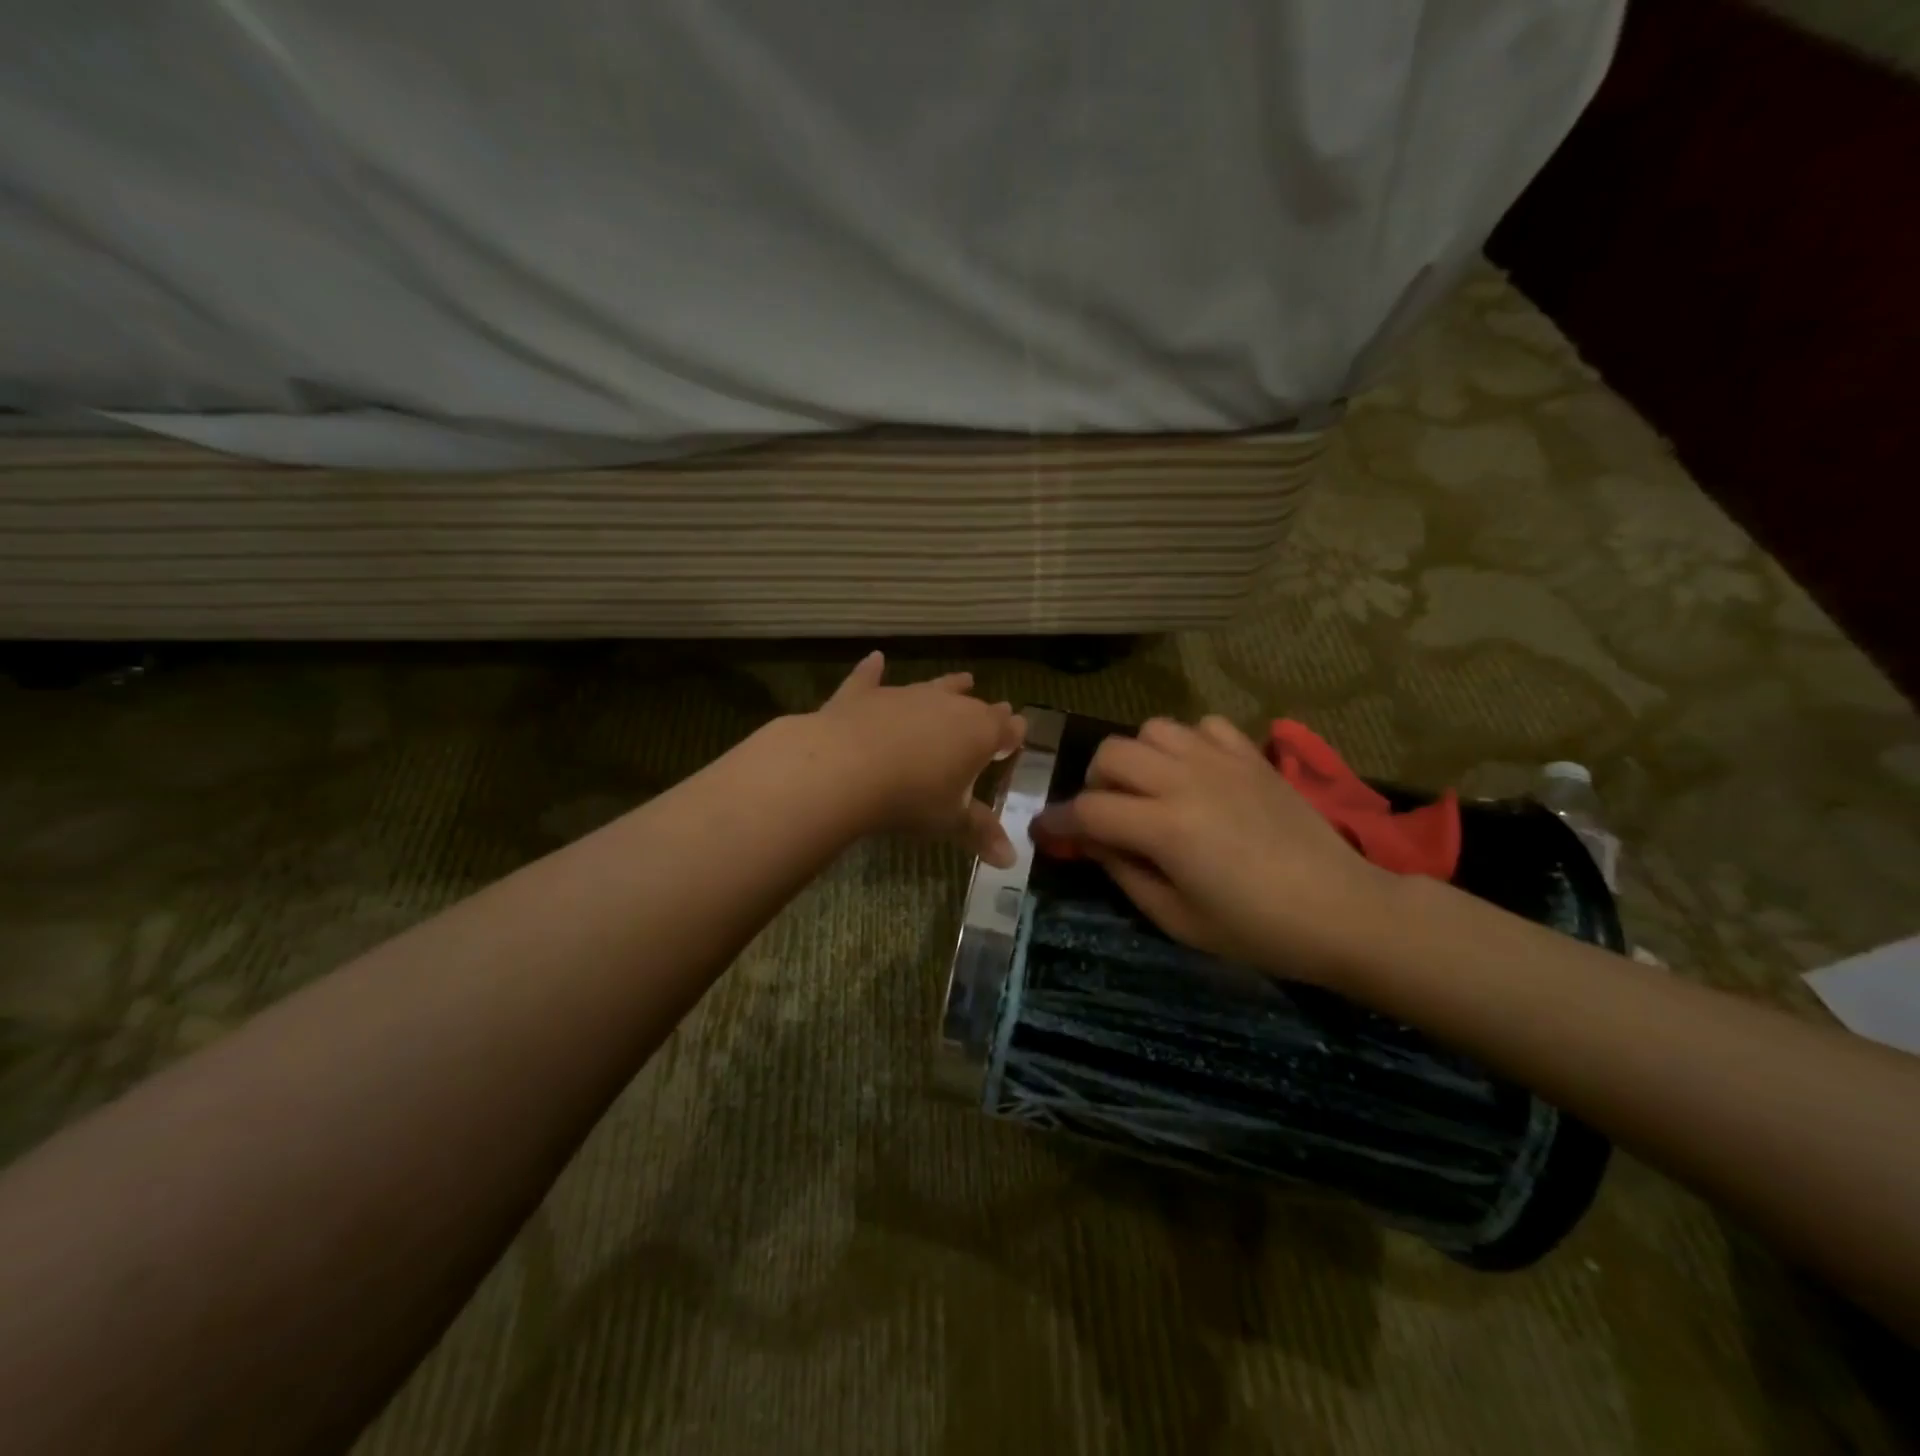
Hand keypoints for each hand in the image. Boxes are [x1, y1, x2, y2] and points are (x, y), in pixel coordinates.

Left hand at [811, 652, 1025, 865]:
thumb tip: (1011, 860)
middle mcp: (946, 705)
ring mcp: (904, 695)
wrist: (845, 768)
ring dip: (949, 685)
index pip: (1005, 729)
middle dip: (988, 711)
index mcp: (977, 733)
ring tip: (963, 678)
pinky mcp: (864, 695)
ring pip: (934, 686)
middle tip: (998, 711)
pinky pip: (871, 678)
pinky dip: (873, 670)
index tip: (1019, 732)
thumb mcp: (949, 820)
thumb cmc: (910, 797)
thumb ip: (980, 833)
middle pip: (974, 705)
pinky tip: (875, 659)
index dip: (1013, 733)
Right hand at [1032, 716, 1396, 983]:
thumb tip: (1093, 843)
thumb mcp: (1178, 920)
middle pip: (1112, 753)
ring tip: (1150, 788)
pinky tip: (1195, 773)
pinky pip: (1204, 725)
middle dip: (1094, 783)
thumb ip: (1125, 874)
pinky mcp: (1252, 756)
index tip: (1045, 832)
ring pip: (1153, 729)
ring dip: (1138, 757)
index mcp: (1165, 827)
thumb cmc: (1257, 929)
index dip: (1059, 822)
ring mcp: (1222, 761)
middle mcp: (1186, 781)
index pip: (1090, 809)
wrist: (1343, 910)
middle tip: (1107, 815)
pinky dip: (1187, 743)